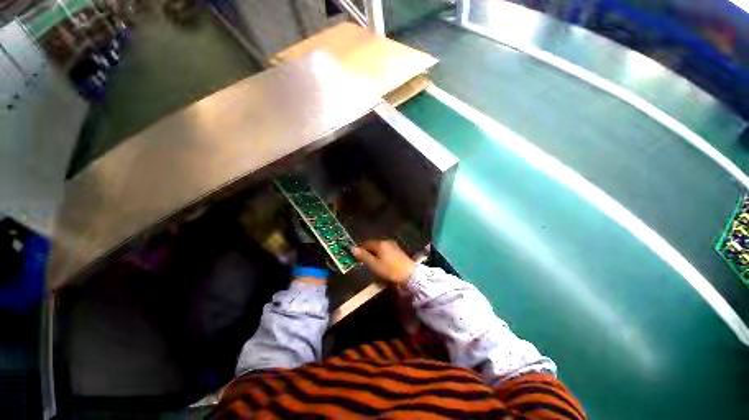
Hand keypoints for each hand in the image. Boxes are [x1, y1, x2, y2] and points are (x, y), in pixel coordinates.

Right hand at [351, 240, 415, 285]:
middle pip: (374, 245)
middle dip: (368, 252)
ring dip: (375, 254)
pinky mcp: (399, 251)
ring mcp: (394, 246)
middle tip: (364, 262)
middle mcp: (387, 241)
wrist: (409, 275)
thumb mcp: (374, 265)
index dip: (360, 249)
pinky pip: (386, 251)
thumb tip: (352, 248)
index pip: (366, 243)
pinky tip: (382, 263)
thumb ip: (363, 256)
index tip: (356, 257)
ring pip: (380, 248)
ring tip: (372, 264)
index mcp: (380, 243)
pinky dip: (382, 255)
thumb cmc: (389, 270)